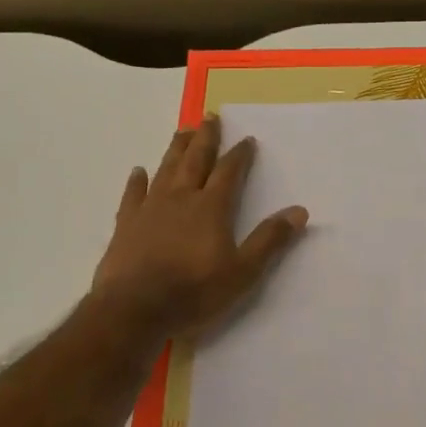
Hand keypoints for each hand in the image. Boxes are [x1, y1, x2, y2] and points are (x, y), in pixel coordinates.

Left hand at [89, 116, 307, 340]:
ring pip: (166, 170)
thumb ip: (269, 240)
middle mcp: (181, 199)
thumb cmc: (194, 292)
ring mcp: (150, 209)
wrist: (134, 310)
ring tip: (182, 131)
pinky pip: (133, 195)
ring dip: (176, 150)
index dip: (240, 155)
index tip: (247, 139)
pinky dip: (137, 181)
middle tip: (210, 116)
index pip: (229, 172)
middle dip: (205, 139)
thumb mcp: (243, 272)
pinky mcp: (126, 225)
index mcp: (212, 208)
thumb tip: (299, 211)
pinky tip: (139, 171)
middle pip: (195, 161)